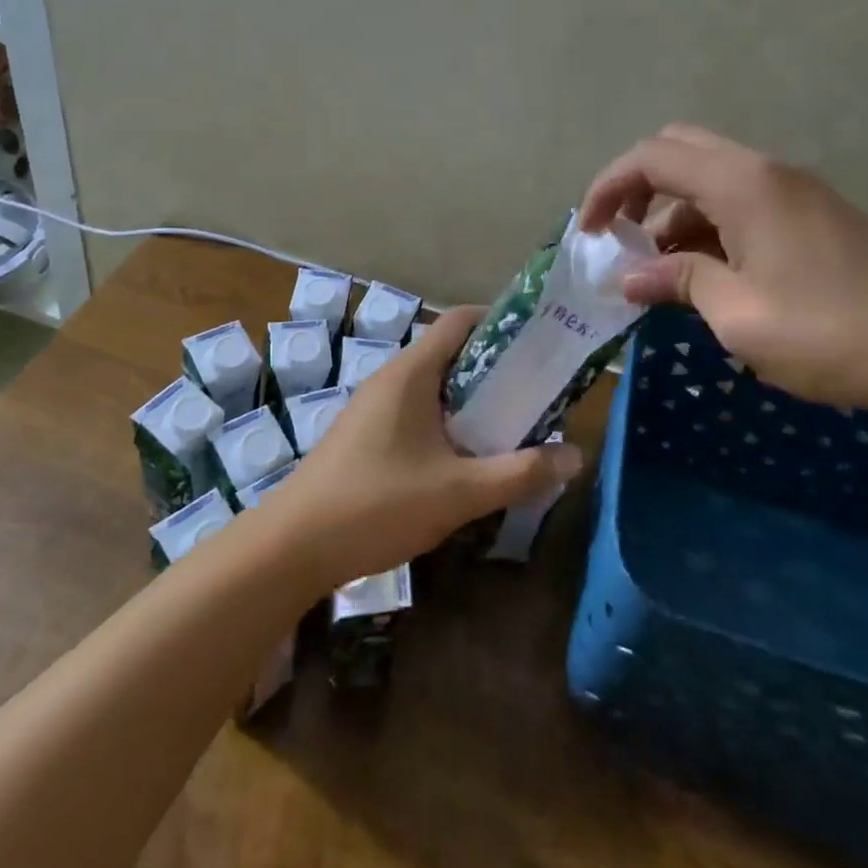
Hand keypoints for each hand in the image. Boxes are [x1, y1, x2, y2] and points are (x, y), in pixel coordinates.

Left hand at [261, 305, 583, 587]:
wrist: (292, 547)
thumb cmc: (377, 505)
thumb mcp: (459, 492)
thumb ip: (519, 473)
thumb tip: (575, 456)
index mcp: (411, 372)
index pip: (461, 320)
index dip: (502, 322)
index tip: (540, 343)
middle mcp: (391, 378)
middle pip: (451, 353)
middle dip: (496, 368)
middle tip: (537, 391)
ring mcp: (374, 407)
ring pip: (434, 386)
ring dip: (472, 399)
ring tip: (511, 425)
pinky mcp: (365, 435)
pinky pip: (417, 411)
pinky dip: (447, 421)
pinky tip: (465, 458)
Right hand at [580, 125, 867, 422]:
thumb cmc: (830, 333)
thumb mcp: (738, 314)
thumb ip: (678, 282)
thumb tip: (629, 279)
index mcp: (743, 184)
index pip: (653, 157)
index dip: (608, 187)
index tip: (588, 232)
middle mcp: (767, 171)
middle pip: (681, 150)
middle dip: (638, 187)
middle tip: (620, 237)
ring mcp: (796, 191)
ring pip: (711, 178)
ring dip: (674, 211)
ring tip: (658, 270)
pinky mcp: (814, 216)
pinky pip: (742, 201)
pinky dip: (708, 224)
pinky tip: (706, 274)